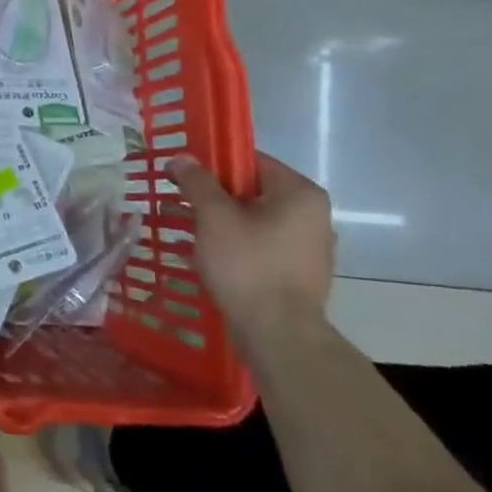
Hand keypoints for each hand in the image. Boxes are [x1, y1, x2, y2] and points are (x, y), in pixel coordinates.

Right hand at [170, 152, 333, 349]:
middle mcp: (313, 215)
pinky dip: (235, 245)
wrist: (278, 333)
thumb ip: (197, 183)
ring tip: (186, 231)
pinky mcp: (299, 273)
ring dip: (221, 222)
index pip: (251, 161)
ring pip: (254, 221)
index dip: (213, 164)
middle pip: (252, 191)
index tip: (182, 175)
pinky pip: (261, 246)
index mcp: (300, 193)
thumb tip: (182, 158)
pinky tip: (208, 257)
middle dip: (213, 196)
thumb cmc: (248, 265)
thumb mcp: (214, 217)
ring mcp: (309, 247)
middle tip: (178, 203)